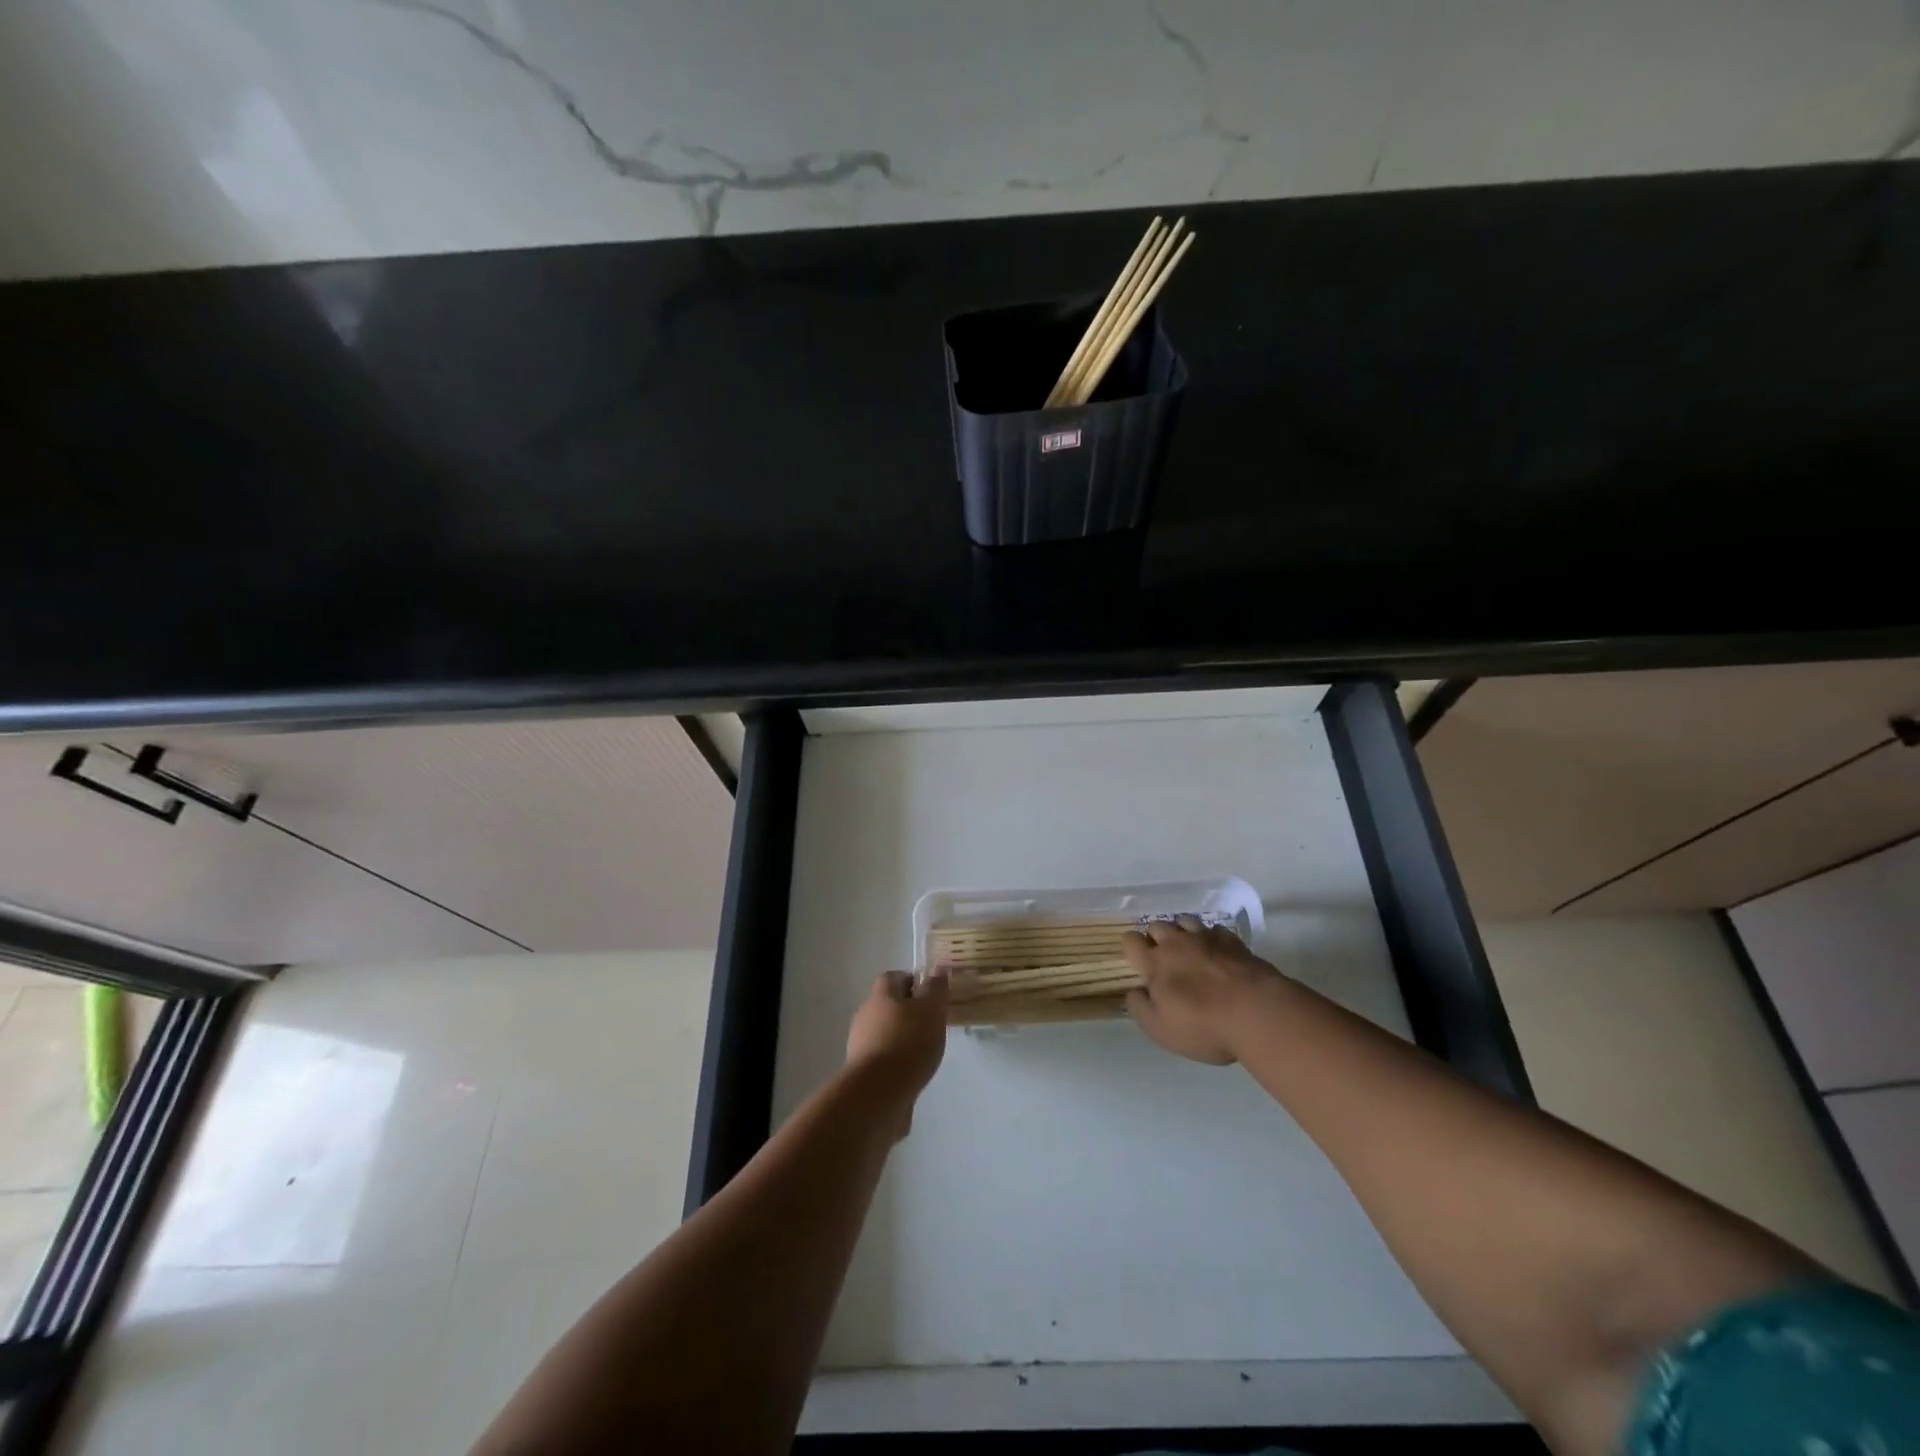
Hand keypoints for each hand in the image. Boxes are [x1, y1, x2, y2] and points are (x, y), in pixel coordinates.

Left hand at [845, 970, 948, 1134]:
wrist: (878, 1094)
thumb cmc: (908, 1042)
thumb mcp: (931, 1010)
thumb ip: (936, 989)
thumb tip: (937, 970)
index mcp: (881, 995)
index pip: (893, 977)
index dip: (912, 981)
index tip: (930, 994)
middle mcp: (866, 1015)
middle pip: (887, 1005)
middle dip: (908, 1011)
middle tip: (932, 1022)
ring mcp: (861, 1044)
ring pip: (884, 1032)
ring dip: (902, 1037)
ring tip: (925, 1050)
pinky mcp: (863, 1072)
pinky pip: (883, 1058)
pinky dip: (897, 1061)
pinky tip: (913, 1072)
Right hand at [1121, 916, 1285, 1064]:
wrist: (1258, 1014)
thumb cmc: (1203, 1025)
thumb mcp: (1160, 1029)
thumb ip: (1139, 1007)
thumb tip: (1133, 991)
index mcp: (1154, 962)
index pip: (1131, 941)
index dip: (1131, 948)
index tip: (1137, 962)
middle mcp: (1177, 943)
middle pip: (1157, 925)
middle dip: (1155, 938)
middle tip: (1164, 960)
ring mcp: (1207, 938)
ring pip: (1185, 921)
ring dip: (1182, 932)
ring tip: (1189, 951)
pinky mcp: (1234, 941)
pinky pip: (1215, 930)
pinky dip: (1211, 938)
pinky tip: (1217, 953)